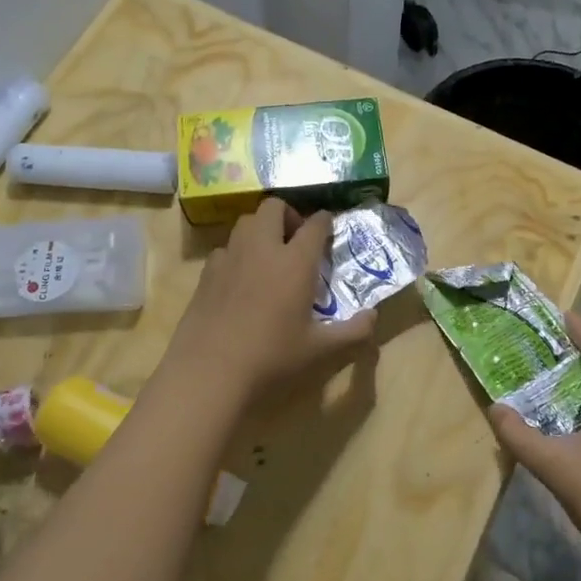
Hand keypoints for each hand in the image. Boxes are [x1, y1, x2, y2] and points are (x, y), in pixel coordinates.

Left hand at [162, 198, 376, 408]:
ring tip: (269, 255)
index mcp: (295, 262)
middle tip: (296, 240)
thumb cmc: (271, 358)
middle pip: (274, 207)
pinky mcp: (207, 272)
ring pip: (246, 221)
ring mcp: (230, 257)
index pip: (314, 225)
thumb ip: (351, 331)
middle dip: (289, 215)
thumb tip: (373, 317)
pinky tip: (241, 279)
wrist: (210, 372)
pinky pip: (225, 248)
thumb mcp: (319, 349)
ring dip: (261, 229)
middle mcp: (262, 249)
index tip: (329, 226)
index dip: (324, 221)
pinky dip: (238, 253)